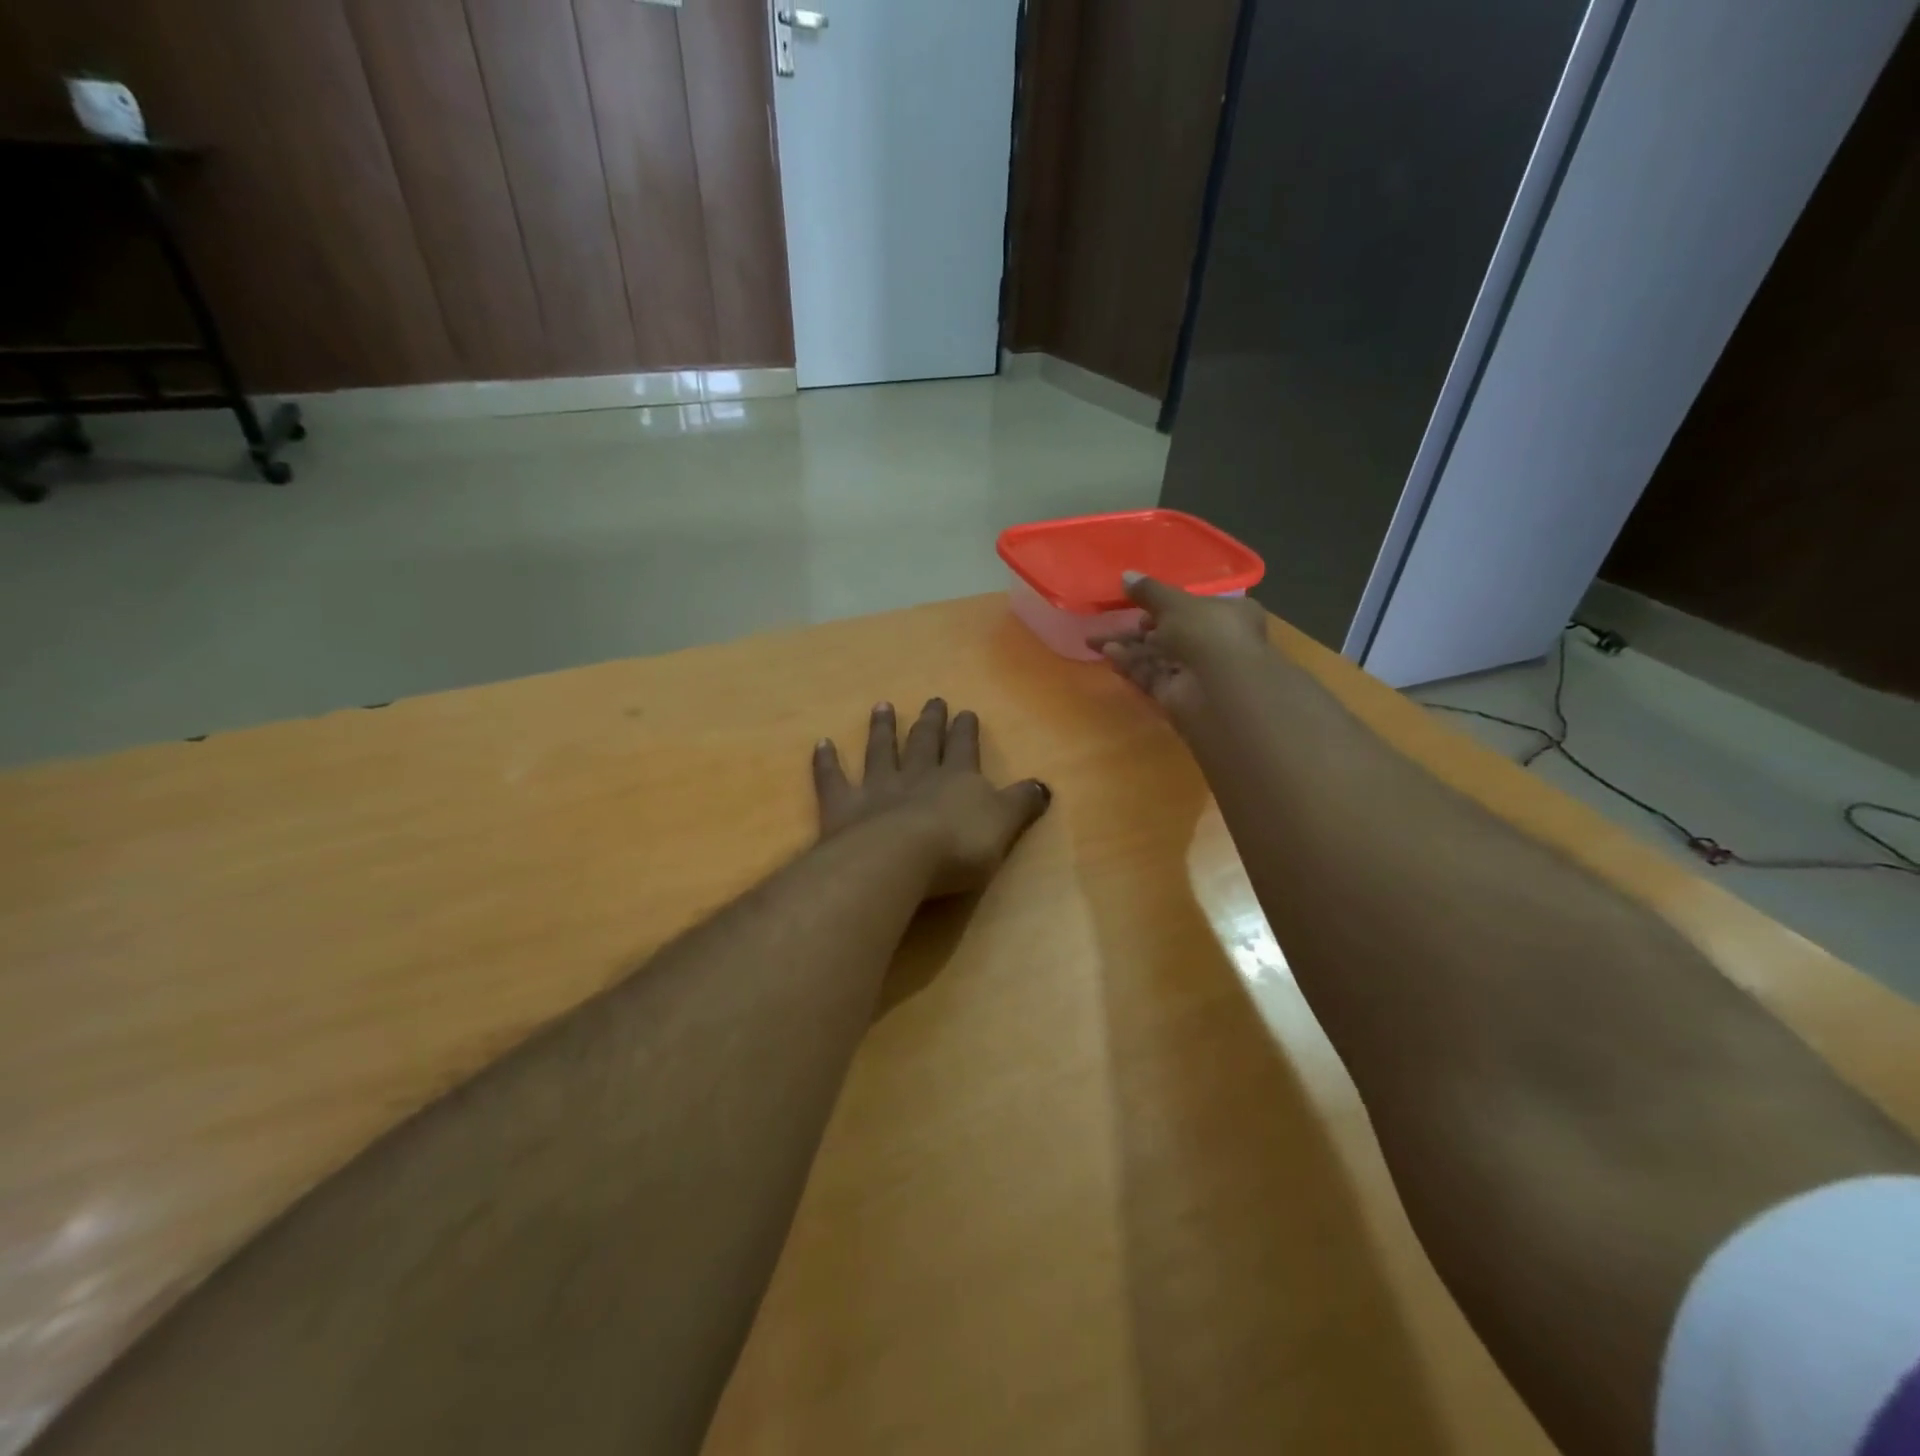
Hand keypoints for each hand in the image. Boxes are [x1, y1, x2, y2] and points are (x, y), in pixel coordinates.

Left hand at [813, 699, 1052, 897]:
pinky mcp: (843, 807)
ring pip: (880, 751)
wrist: (898, 858)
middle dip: (930, 722)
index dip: (966, 730)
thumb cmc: (958, 846)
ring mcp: (877, 788)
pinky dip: (827, 762)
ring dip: (881, 729)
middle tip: (931, 700)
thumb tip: (1044, 785)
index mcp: (957, 779)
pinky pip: (833, 779)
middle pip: (924, 742)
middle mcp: (916, 775)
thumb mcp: (1003, 826)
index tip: (965, 711)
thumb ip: (1021, 803)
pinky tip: (821, 743)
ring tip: (881, 707)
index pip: (964, 747)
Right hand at [1093, 572, 1271, 719]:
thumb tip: (1126, 575)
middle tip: (1110, 622)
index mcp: (1228, 614)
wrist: (1217, 687)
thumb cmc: (1205, 631)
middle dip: (1138, 628)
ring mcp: (1197, 671)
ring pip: (1157, 656)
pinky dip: (1132, 666)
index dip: (1167, 603)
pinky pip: (1152, 676)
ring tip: (1096, 641)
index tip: (1140, 602)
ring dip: (1129, 647)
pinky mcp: (1179, 695)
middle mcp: (1215, 642)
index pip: (1196, 606)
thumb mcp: (1173, 602)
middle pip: (1171, 632)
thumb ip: (1148, 590)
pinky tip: (1110, 656)